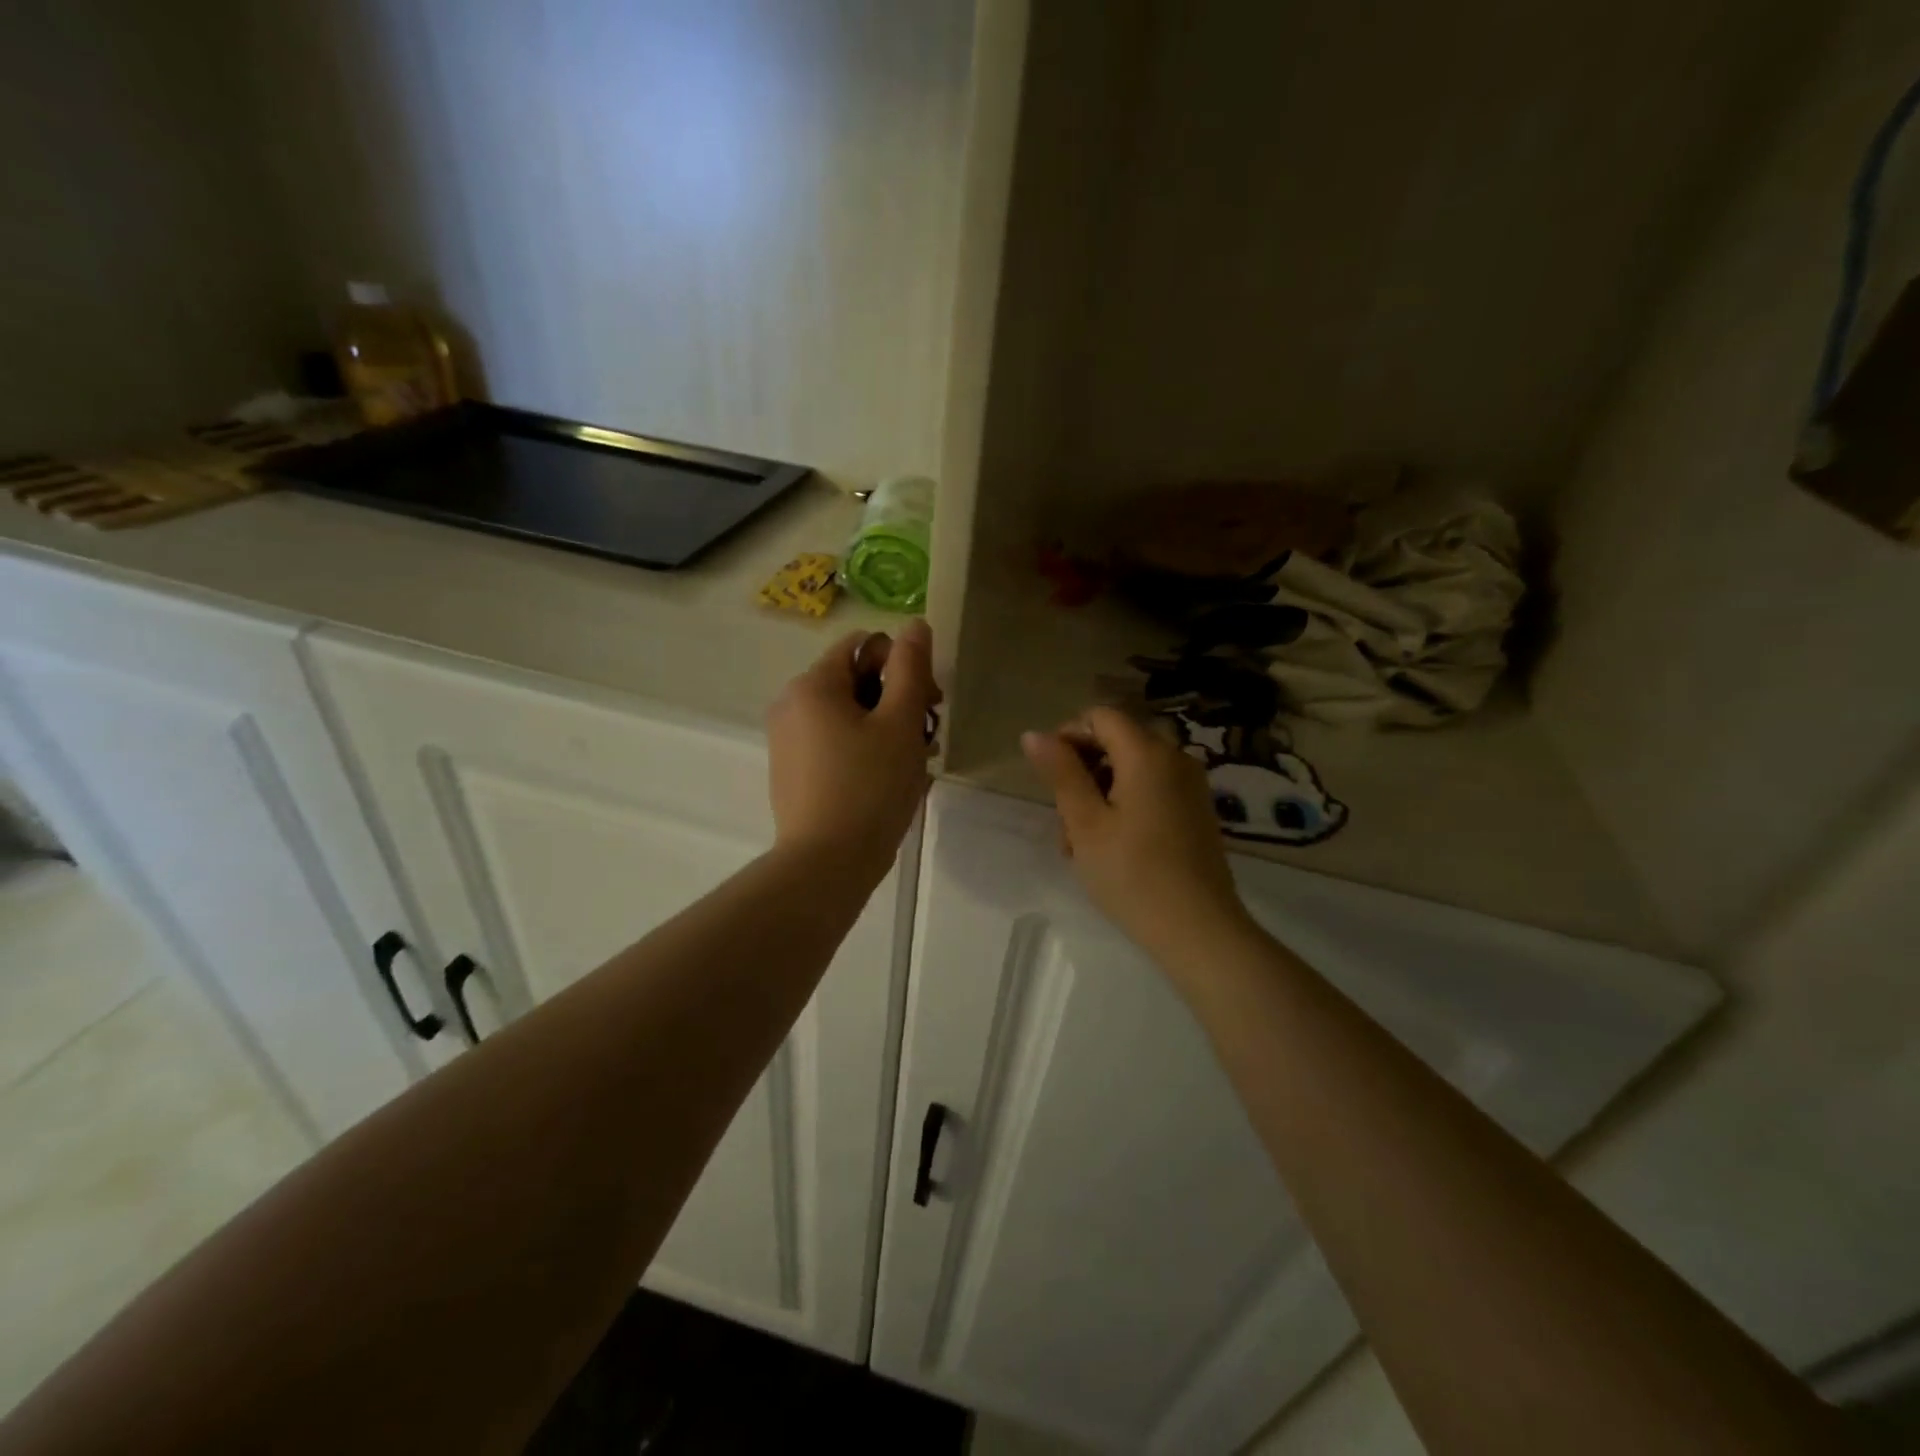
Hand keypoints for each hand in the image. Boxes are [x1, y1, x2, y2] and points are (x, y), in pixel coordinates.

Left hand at [767, 619, 939, 879]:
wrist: (826, 864)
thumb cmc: (870, 787)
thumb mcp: (900, 723)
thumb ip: (911, 668)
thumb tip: (915, 624)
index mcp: (813, 684)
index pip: (865, 645)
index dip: (903, 665)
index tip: (929, 703)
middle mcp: (791, 704)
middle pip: (856, 680)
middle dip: (898, 700)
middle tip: (928, 737)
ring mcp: (787, 740)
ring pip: (848, 715)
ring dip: (887, 728)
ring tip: (916, 763)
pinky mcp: (792, 771)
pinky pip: (834, 743)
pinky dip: (864, 749)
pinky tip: (889, 779)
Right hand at [1022, 708, 1249, 955]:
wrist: (1199, 930)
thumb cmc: (1132, 874)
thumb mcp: (1085, 823)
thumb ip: (1061, 772)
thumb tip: (1034, 734)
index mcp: (1148, 753)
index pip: (1100, 717)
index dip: (1068, 737)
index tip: (1050, 779)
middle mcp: (1175, 758)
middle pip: (1116, 743)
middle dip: (1082, 773)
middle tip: (1063, 822)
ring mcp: (1190, 786)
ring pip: (1130, 771)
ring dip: (1098, 795)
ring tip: (1079, 846)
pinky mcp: (1195, 811)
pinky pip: (1151, 791)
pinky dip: (1124, 807)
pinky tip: (1109, 848)